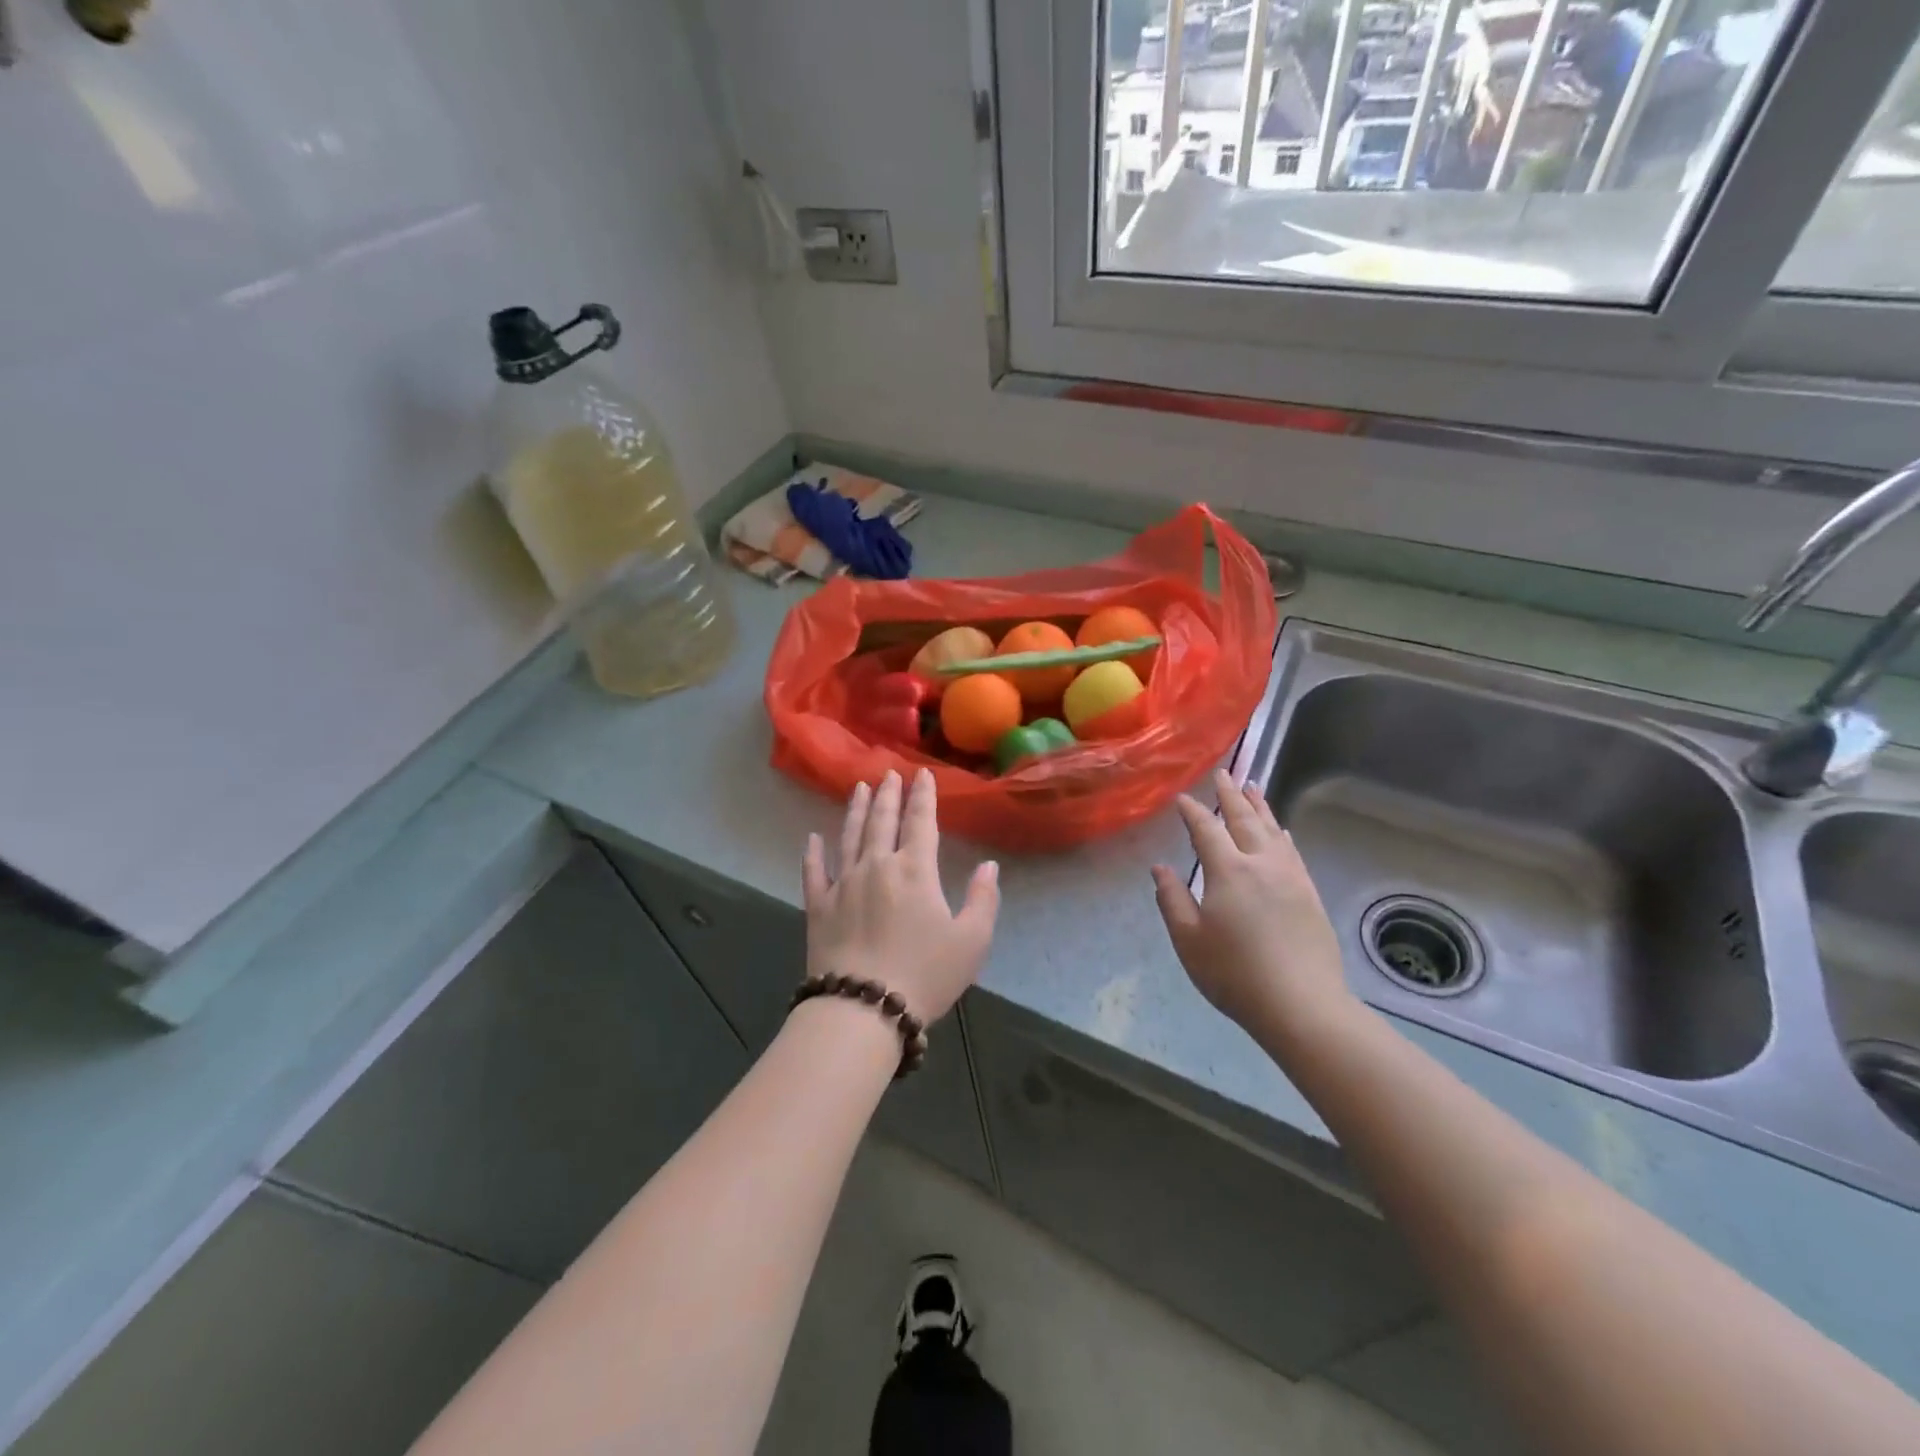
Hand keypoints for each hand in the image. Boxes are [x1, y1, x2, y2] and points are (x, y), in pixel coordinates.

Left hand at [802, 769, 999, 1023]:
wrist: (863, 1008)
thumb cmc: (925, 974)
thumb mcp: (972, 941)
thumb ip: (983, 899)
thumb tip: (988, 865)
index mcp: (915, 870)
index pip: (921, 822)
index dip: (923, 796)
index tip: (923, 773)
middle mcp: (876, 866)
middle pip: (882, 821)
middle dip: (889, 794)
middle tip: (889, 773)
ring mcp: (843, 884)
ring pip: (849, 836)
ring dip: (856, 810)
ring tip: (859, 788)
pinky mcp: (818, 907)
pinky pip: (814, 872)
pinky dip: (813, 853)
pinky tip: (812, 838)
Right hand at [1152, 770, 1352, 1032]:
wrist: (1302, 1005)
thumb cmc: (1234, 974)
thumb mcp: (1189, 940)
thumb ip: (1172, 900)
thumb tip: (1160, 868)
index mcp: (1228, 871)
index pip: (1207, 830)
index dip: (1193, 812)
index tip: (1183, 797)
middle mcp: (1261, 863)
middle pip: (1244, 820)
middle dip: (1231, 795)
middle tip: (1224, 774)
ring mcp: (1291, 877)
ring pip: (1273, 830)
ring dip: (1260, 807)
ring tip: (1253, 787)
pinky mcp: (1309, 894)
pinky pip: (1293, 851)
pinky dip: (1282, 834)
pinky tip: (1282, 832)